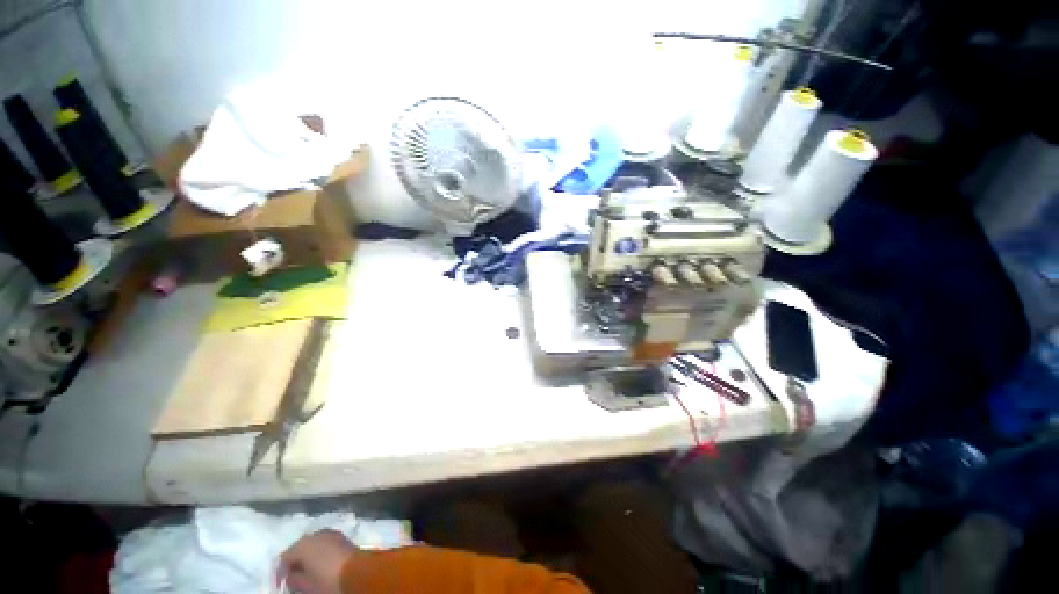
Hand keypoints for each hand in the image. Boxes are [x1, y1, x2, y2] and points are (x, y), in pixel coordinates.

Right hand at [279, 529, 357, 593]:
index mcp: (302, 544)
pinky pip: (324, 544)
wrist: (357, 571)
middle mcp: (315, 534)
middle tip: (292, 578)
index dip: (279, 572)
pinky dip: (319, 553)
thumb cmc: (327, 579)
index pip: (284, 557)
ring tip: (306, 572)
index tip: (280, 585)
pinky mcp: (341, 537)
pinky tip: (320, 564)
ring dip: (307, 557)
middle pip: (299, 548)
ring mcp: (330, 533)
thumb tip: (290, 575)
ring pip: (312, 544)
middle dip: (295, 562)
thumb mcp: (304, 585)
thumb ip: (292, 579)